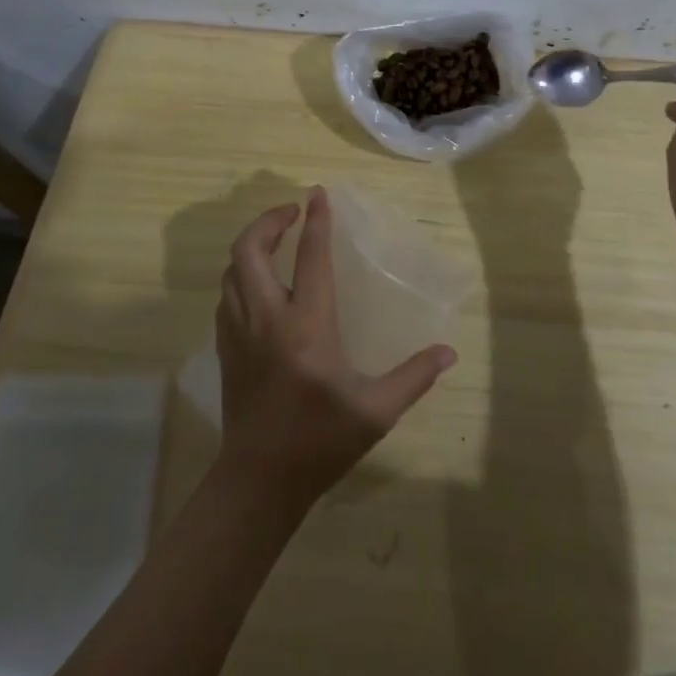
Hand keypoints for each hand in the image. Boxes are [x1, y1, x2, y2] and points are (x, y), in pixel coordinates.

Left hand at [214, 188, 455, 510]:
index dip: (317, 221)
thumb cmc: (320, 441)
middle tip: (292, 214)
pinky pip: (227, 295)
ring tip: (277, 241)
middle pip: (250, 250)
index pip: (311, 258)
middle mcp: (267, 318)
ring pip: (232, 270)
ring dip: (252, 246)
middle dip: (269, 222)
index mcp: (306, 325)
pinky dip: (241, 275)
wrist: (259, 481)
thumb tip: (450, 352)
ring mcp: (239, 332)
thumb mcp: (376, 411)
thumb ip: (414, 376)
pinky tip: (259, 284)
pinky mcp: (226, 348)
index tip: (318, 193)